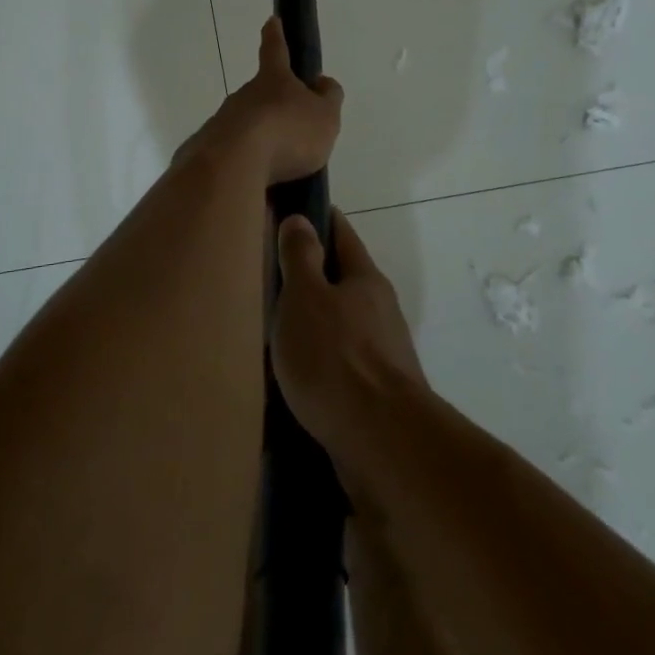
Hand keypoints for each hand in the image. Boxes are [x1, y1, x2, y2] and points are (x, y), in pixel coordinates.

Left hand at [190, 16, 343, 184]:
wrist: (234, 165)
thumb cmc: (287, 132)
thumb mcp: (325, 116)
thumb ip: (328, 98)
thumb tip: (322, 83)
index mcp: (273, 80)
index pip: (276, 50)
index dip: (276, 35)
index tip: (272, 20)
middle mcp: (243, 96)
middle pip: (261, 96)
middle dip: (275, 109)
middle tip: (293, 131)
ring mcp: (222, 123)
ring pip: (247, 128)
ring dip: (263, 142)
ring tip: (282, 169)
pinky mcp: (208, 153)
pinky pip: (236, 157)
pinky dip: (249, 167)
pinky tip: (262, 187)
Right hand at [272, 210, 428, 478]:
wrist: (382, 442)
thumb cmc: (336, 358)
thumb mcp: (305, 297)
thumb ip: (300, 257)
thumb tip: (301, 219)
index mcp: (365, 279)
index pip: (342, 233)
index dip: (319, 218)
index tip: (293, 211)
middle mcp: (380, 309)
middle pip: (344, 279)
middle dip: (313, 274)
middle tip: (272, 274)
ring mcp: (383, 352)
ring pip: (343, 323)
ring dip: (316, 320)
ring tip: (278, 327)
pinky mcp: (377, 392)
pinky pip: (342, 362)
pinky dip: (320, 358)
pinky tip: (297, 373)